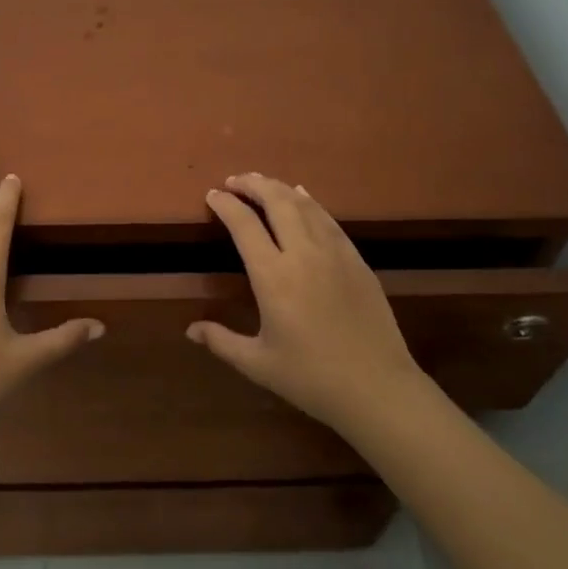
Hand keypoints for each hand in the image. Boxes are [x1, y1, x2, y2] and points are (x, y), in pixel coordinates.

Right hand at [187, 173, 426, 432]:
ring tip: (262, 183)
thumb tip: (190, 330)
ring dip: (280, 188)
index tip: (212, 195)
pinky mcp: (357, 260)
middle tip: (234, 180)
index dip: (225, 205)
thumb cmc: (311, 378)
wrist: (377, 388)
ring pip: (304, 205)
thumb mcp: (258, 364)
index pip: (244, 225)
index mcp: (273, 277)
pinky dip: (311, 202)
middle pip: (276, 202)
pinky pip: (329, 220)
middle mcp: (303, 254)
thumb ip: (221, 342)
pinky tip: (303, 198)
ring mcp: (335, 253)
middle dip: (252, 184)